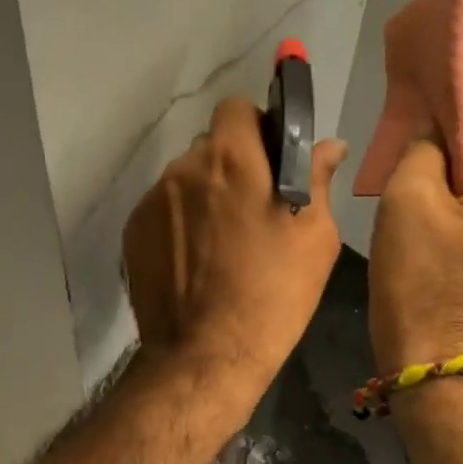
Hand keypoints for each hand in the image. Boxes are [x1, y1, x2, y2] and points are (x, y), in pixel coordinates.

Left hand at [123, 98, 347, 393]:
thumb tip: (329, 145)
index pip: (236, 108)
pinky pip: (164, 210)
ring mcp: (153, 200)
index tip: (271, 158)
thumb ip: (317, 180)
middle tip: (253, 208)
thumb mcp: (315, 238)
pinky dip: (181, 223)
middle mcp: (185, 168)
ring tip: (223, 244)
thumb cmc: (273, 295)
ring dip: (206, 194)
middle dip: (233, 164)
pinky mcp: (134, 231)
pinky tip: (197, 262)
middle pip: (211, 145)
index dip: (256, 126)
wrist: (205, 355)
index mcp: (232, 159)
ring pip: (186, 179)